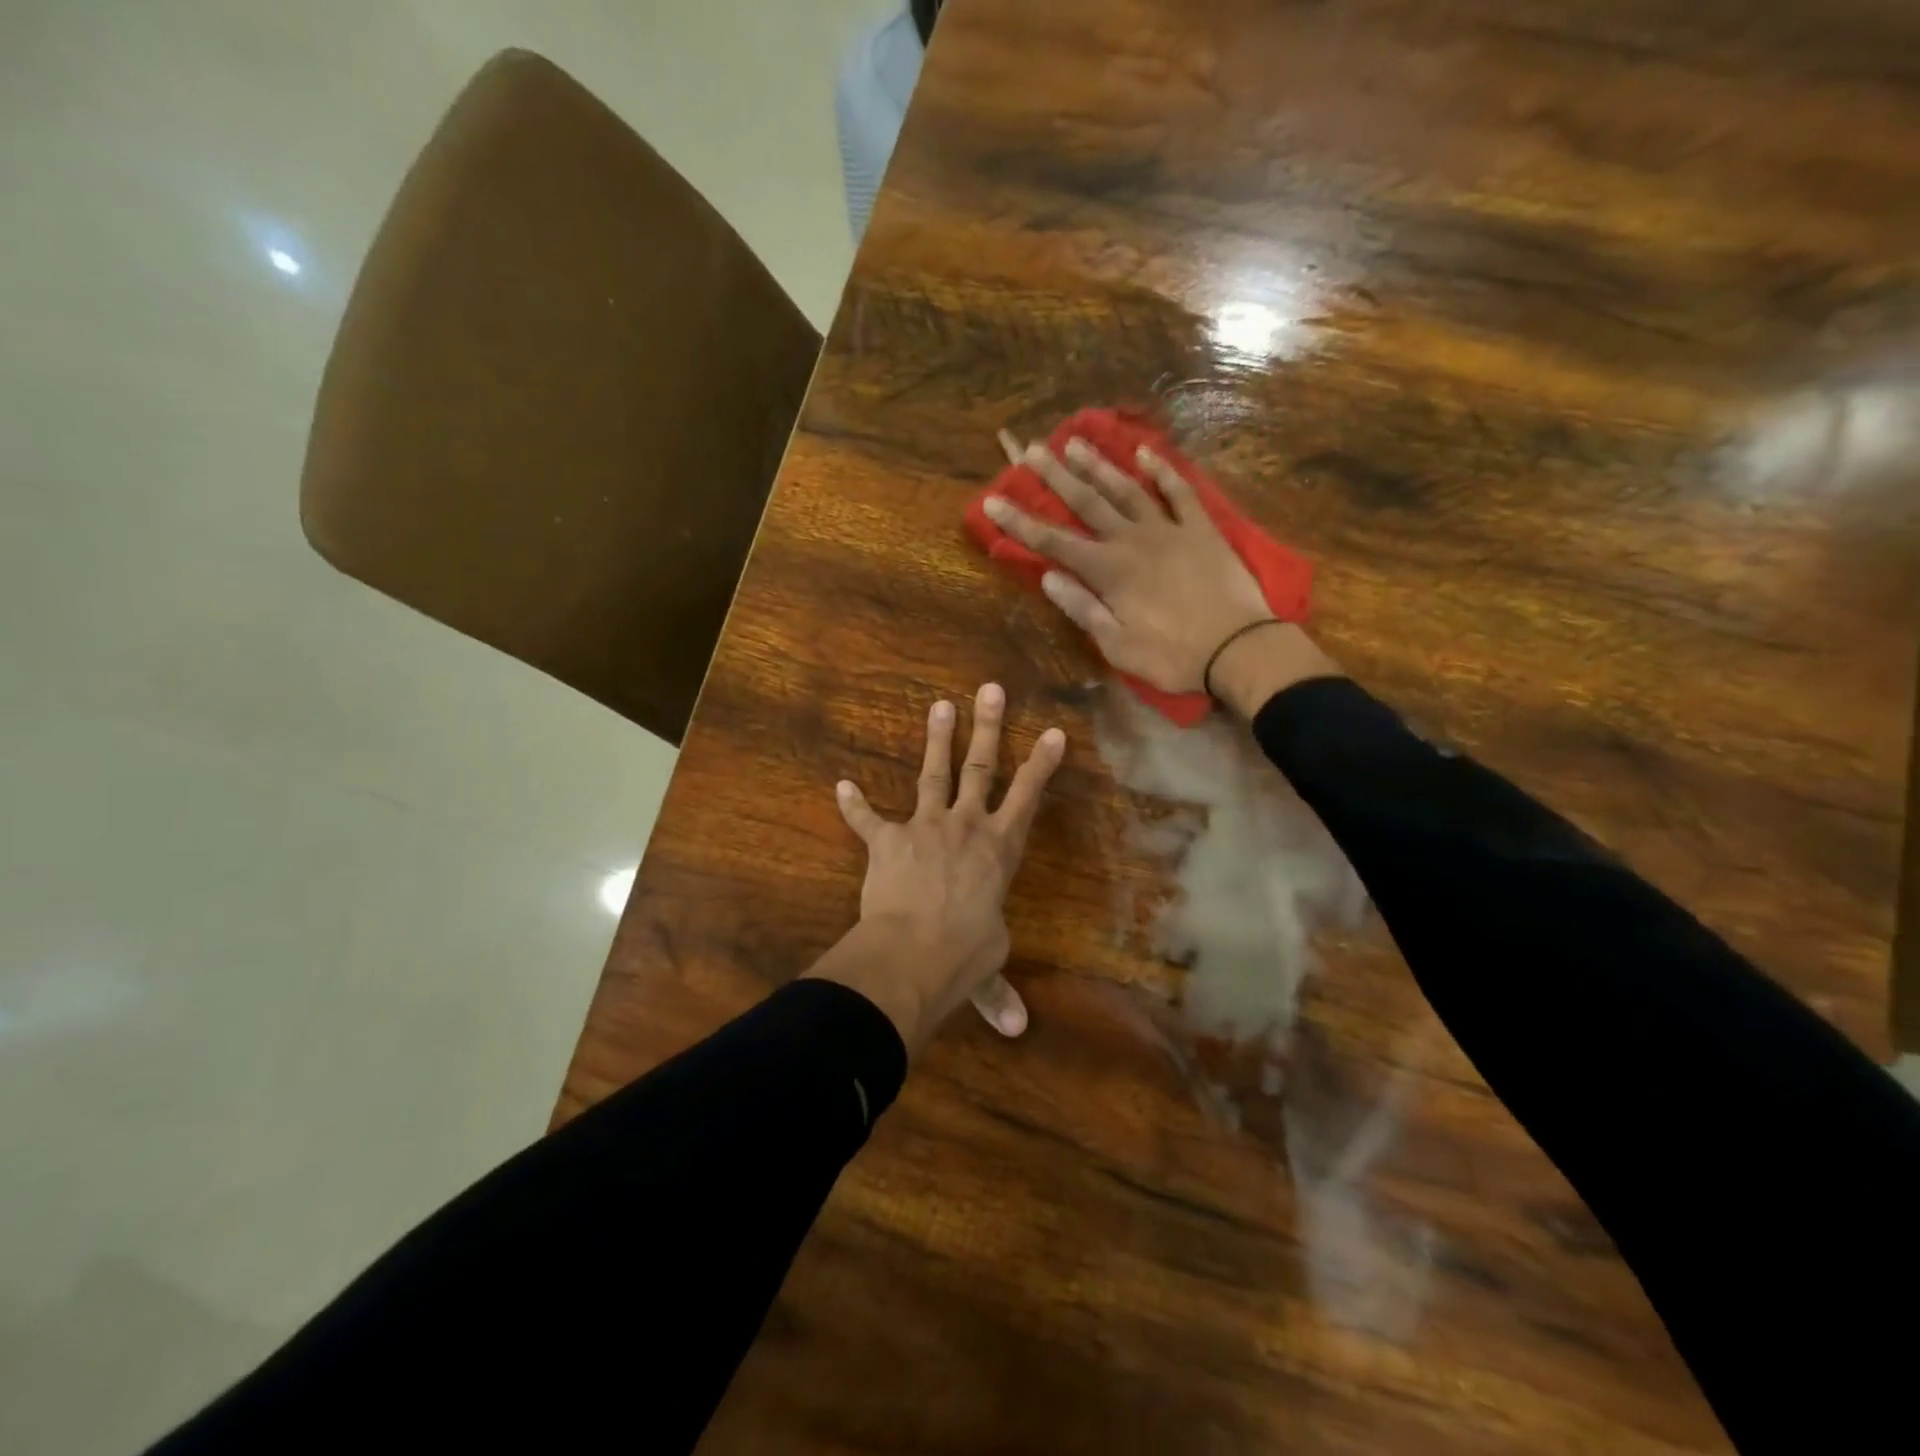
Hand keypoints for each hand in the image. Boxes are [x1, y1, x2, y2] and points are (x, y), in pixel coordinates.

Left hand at [805, 684, 1065, 1053]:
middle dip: (988, 726)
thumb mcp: (988, 964)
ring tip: (940, 705)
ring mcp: (925, 827)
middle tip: (989, 688)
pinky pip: (868, 819)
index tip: (1052, 731)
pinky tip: (840, 786)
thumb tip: (1017, 1029)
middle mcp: (966, 826)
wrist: (913, 954)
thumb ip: (999, 990)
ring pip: (933, 773)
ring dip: (936, 739)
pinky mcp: (888, 841)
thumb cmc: (963, 955)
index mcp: (999, 848)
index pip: (1028, 796)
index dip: (1042, 763)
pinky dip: (854, 805)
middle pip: (981, 767)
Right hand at [985, 432, 1273, 693]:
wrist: (1239, 648)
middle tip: (1031, 449)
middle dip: (1055, 476)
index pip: (1053, 543)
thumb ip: (1083, 609)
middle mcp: (1132, 540)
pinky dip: (1163, 471)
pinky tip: (1146, 452)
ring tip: (1075, 440)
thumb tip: (1048, 578)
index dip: (1020, 522)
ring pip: (1127, 488)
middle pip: (1087, 502)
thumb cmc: (1172, 656)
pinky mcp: (1201, 529)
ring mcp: (1169, 530)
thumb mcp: (1117, 646)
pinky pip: (1179, 492)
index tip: (993, 499)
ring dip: (1099, 464)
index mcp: (1108, 572)